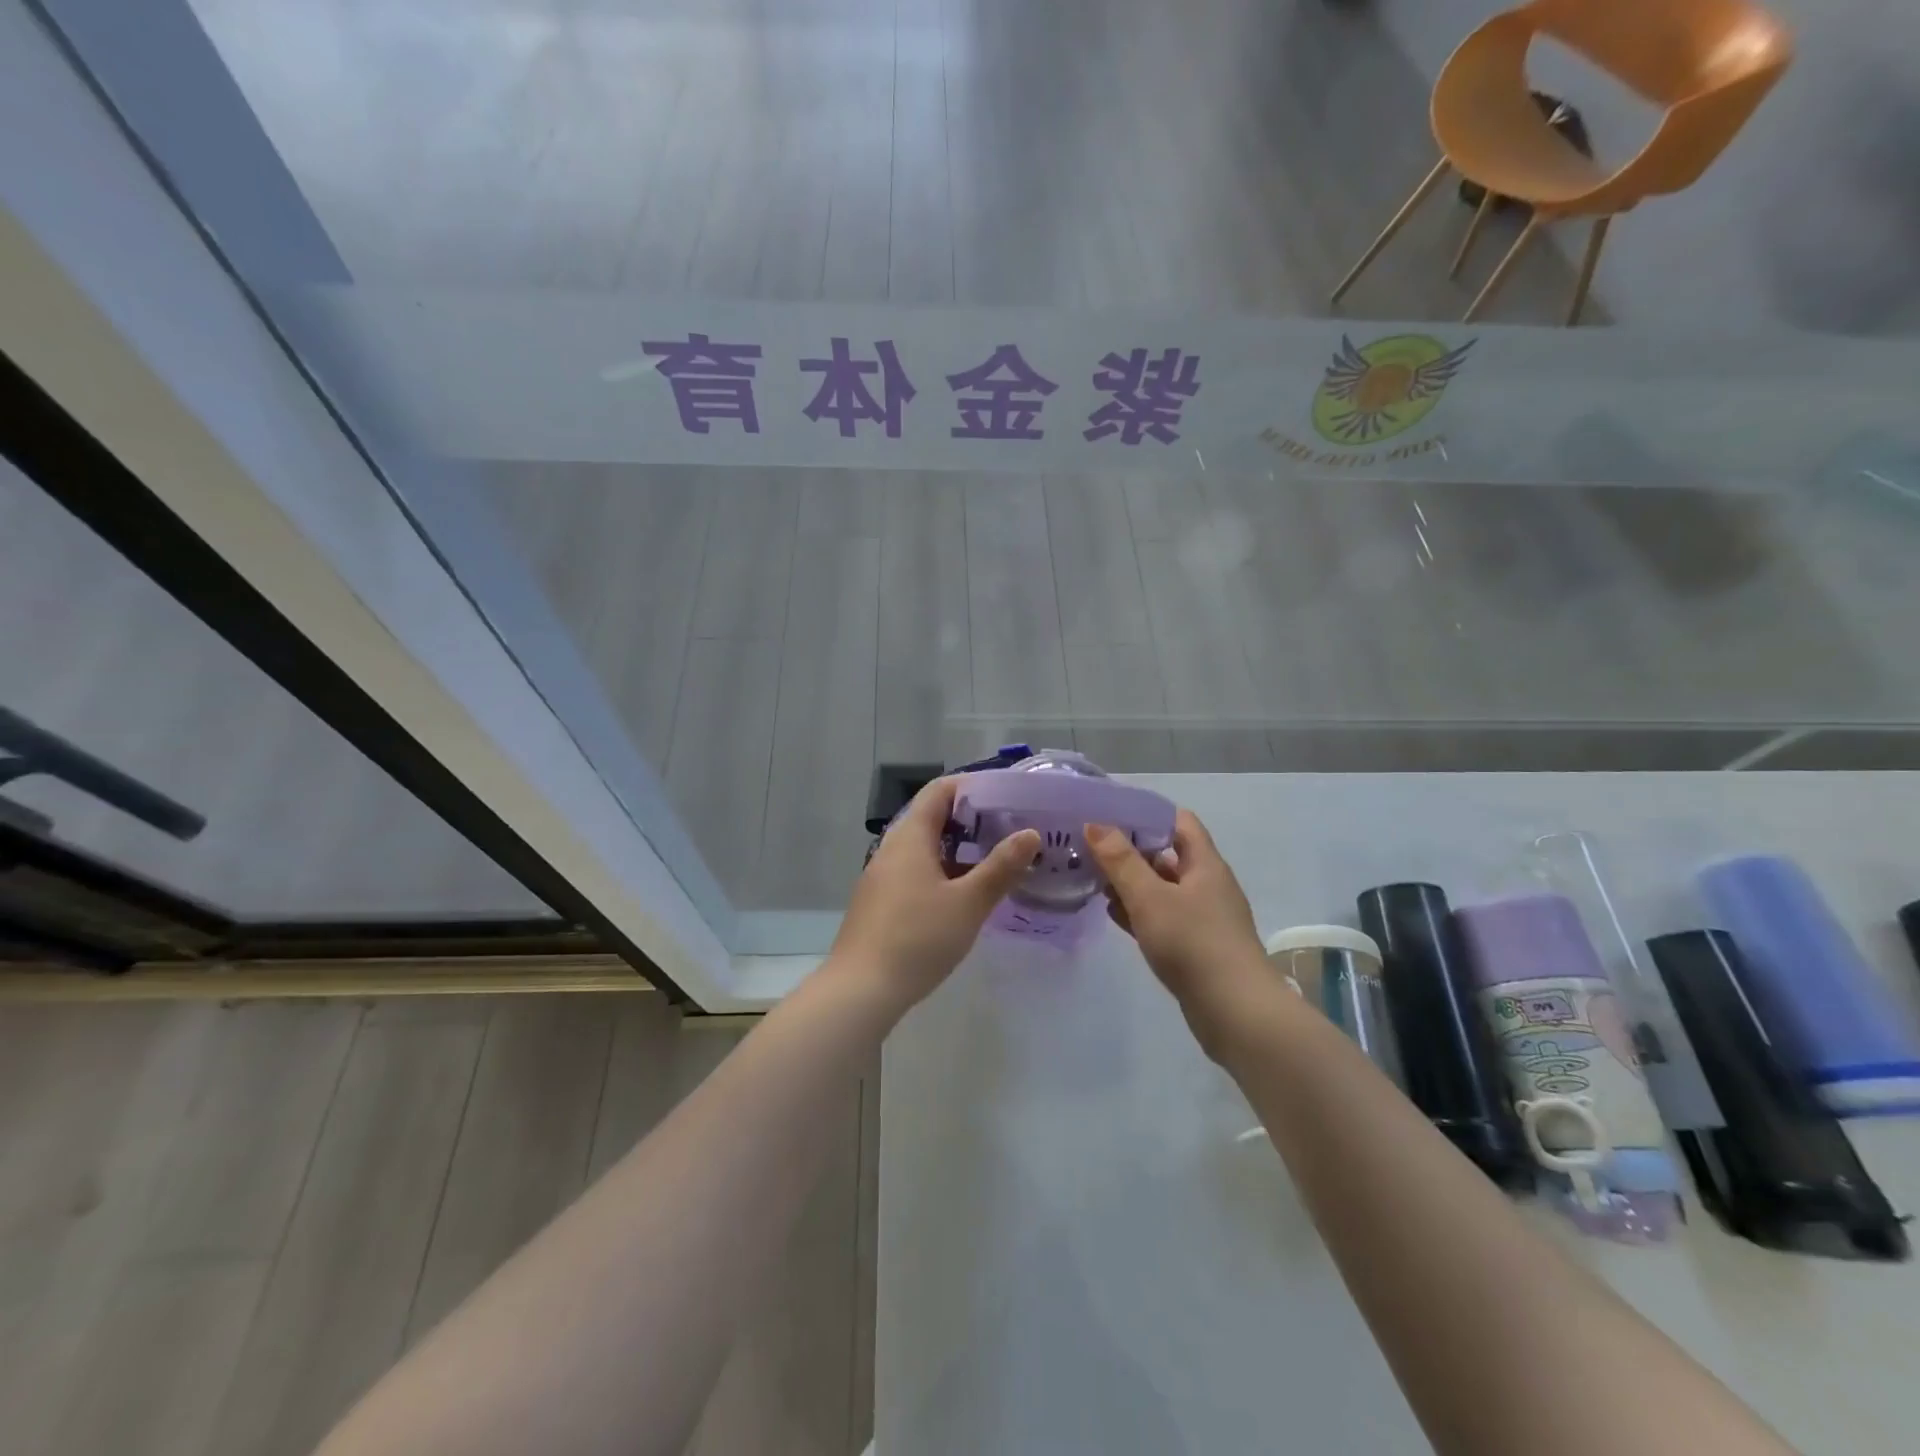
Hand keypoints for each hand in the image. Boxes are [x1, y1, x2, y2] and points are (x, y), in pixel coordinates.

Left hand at [828, 777, 1039, 1015]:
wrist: (860, 990)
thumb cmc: (918, 938)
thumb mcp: (968, 903)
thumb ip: (1001, 867)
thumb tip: (1030, 834)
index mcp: (910, 837)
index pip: (939, 791)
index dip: (971, 786)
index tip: (1005, 795)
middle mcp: (892, 849)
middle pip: (932, 818)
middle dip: (970, 819)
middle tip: (1009, 829)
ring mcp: (882, 877)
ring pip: (924, 848)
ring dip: (958, 848)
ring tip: (994, 860)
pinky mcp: (880, 902)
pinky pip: (915, 872)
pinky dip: (942, 871)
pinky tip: (964, 894)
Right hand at [1085, 811, 1283, 1062]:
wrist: (1236, 1012)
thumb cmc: (1193, 943)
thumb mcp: (1150, 897)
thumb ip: (1121, 860)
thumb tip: (1095, 823)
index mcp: (1205, 864)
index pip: (1179, 821)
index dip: (1146, 812)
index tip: (1109, 813)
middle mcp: (1207, 885)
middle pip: (1167, 854)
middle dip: (1131, 849)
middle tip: (1091, 847)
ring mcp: (1203, 917)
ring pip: (1162, 888)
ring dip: (1132, 882)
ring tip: (1093, 878)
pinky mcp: (1196, 946)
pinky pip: (1162, 917)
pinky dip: (1139, 911)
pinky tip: (1113, 914)